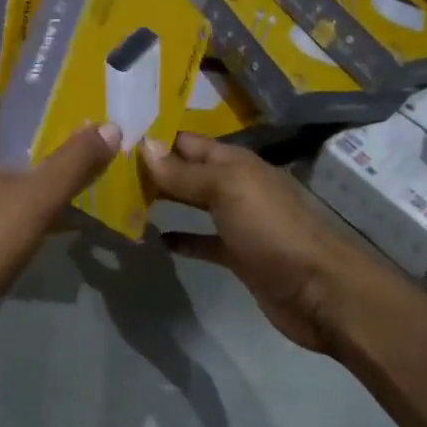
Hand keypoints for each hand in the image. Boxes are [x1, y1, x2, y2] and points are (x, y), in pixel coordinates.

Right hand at [141, 132, 395, 353]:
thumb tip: (145, 147)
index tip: (116, 136)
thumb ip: (185, 173)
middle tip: (108, 168)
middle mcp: (236, 187)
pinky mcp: (237, 255)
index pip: (189, 142)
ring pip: (193, 204)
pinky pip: (202, 240)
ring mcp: (238, 222)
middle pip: (189, 171)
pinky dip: (181, 238)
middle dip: (155, 168)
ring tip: (122, 200)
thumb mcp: (227, 191)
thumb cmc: (272, 230)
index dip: (157, 138)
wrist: (319, 290)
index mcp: (236, 164)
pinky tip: (154, 239)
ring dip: (164, 201)